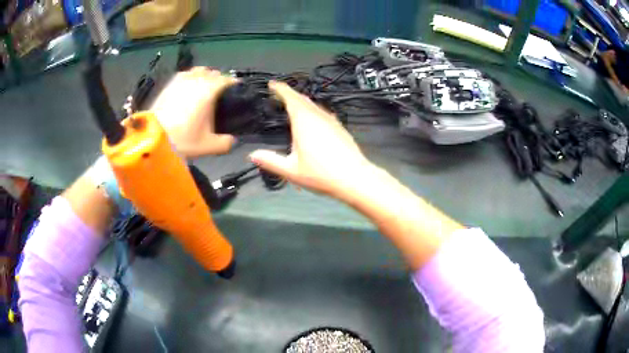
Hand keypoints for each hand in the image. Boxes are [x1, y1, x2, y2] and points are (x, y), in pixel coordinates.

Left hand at [150, 67, 237, 157]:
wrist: (154, 137)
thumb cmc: (183, 140)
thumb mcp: (208, 146)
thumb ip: (225, 143)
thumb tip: (233, 140)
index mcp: (210, 91)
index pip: (227, 79)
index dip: (233, 84)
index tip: (236, 90)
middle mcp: (197, 81)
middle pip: (213, 73)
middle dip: (219, 79)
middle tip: (220, 91)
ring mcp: (182, 80)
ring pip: (199, 70)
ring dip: (205, 76)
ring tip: (204, 86)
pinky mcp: (170, 84)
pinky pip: (185, 74)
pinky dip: (190, 77)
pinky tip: (188, 85)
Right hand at [249, 81, 373, 199]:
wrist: (354, 178)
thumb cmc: (320, 174)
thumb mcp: (291, 170)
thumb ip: (271, 161)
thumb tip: (253, 155)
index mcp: (304, 120)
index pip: (290, 97)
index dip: (280, 88)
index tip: (272, 84)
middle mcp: (318, 116)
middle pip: (302, 99)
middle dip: (290, 94)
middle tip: (279, 95)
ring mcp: (332, 121)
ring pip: (314, 106)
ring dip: (302, 103)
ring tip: (293, 107)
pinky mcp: (340, 128)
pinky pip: (323, 113)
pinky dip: (313, 111)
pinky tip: (313, 122)